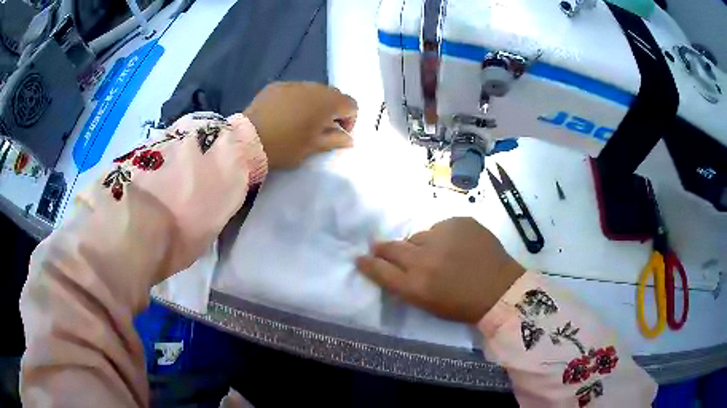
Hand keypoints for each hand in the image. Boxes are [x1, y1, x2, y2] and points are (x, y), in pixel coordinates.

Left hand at [244, 82, 357, 168]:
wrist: (247, 140)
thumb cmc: (284, 146)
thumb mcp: (312, 148)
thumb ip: (334, 140)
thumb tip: (348, 138)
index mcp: (326, 102)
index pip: (351, 104)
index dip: (350, 119)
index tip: (339, 134)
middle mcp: (313, 87)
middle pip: (333, 94)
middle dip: (333, 110)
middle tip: (321, 128)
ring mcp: (292, 84)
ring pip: (313, 90)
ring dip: (315, 104)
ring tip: (302, 121)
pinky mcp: (275, 86)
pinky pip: (295, 90)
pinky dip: (297, 100)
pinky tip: (285, 115)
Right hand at [356, 217, 524, 322]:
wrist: (500, 290)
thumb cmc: (462, 305)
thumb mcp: (427, 303)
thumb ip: (405, 284)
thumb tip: (390, 265)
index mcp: (415, 286)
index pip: (379, 270)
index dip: (368, 264)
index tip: (360, 258)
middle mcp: (424, 259)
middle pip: (391, 247)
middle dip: (383, 248)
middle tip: (382, 248)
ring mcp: (443, 237)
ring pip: (418, 236)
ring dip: (421, 244)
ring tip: (438, 254)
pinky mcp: (459, 222)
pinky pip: (441, 227)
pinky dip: (444, 236)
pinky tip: (457, 246)